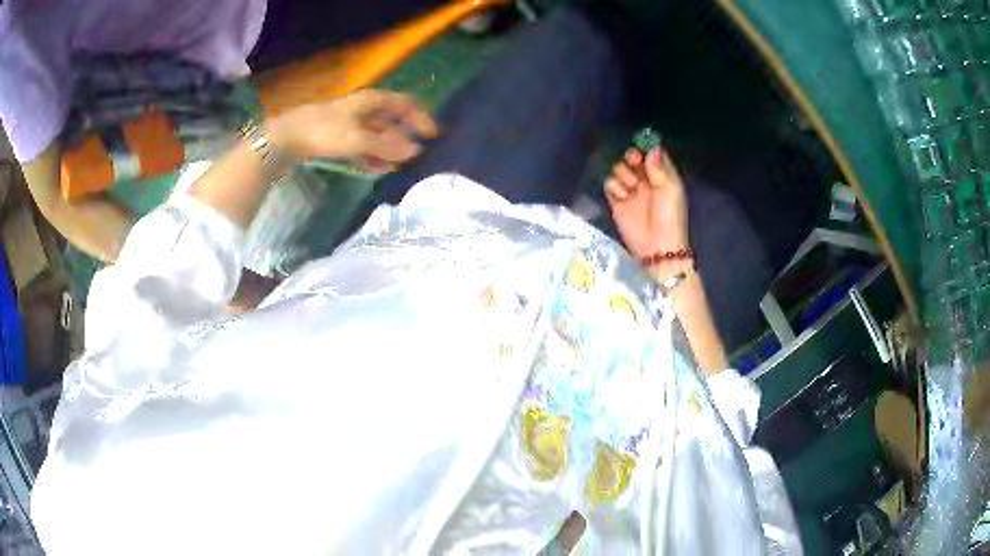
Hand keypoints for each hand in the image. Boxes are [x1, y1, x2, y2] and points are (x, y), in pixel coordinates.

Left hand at [267, 89, 438, 170]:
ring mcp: (350, 122)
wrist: (288, 137)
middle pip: (391, 121)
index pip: (404, 105)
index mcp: (372, 101)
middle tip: (414, 156)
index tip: (432, 135)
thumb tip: (414, 151)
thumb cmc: (326, 131)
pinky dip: (371, 155)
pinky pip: (362, 145)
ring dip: (387, 150)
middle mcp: (364, 109)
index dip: (420, 118)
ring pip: (376, 135)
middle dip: (403, 138)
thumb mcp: (360, 139)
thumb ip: (387, 146)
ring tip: (395, 167)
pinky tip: (374, 168)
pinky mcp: (338, 136)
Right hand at [604, 146, 689, 265]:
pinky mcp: (617, 202)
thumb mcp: (670, 190)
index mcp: (662, 176)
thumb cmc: (669, 217)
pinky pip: (609, 185)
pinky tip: (622, 197)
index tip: (643, 149)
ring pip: (619, 169)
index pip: (651, 154)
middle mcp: (645, 180)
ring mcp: (630, 191)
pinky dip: (614, 187)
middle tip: (634, 162)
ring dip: (623, 174)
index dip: (645, 148)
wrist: (656, 247)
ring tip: (631, 188)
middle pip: (632, 158)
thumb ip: (660, 168)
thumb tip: (652, 147)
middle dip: (631, 158)